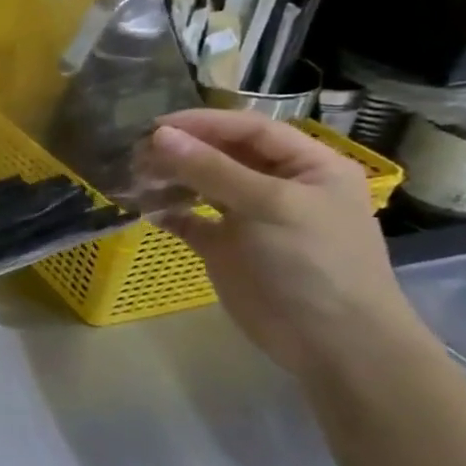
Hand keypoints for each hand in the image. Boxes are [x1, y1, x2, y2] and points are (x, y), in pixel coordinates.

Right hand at [139, 109, 426, 377]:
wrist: (332, 342)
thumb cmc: (314, 262)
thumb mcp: (268, 205)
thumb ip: (211, 169)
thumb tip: (157, 136)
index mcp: (307, 166)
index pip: (249, 130)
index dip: (202, 124)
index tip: (152, 128)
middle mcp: (278, 186)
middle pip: (222, 155)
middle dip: (180, 152)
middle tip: (134, 156)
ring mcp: (250, 218)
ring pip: (202, 186)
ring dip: (169, 180)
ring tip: (134, 180)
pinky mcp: (226, 248)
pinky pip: (191, 220)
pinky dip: (168, 213)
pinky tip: (145, 210)